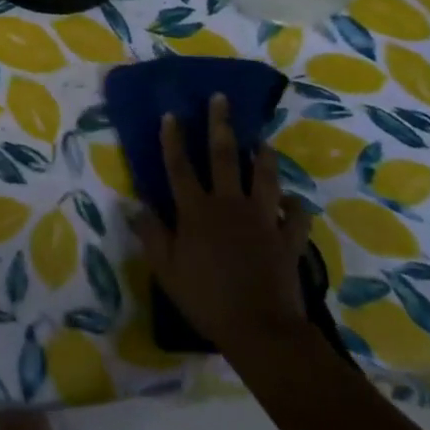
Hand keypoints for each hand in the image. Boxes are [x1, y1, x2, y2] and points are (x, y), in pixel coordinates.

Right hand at [132, 93, 314, 371]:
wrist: (260, 330)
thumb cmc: (206, 298)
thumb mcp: (166, 269)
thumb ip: (151, 234)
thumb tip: (134, 204)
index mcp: (196, 210)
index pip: (179, 166)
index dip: (173, 139)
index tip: (171, 114)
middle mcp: (228, 204)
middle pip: (224, 157)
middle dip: (220, 125)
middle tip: (221, 99)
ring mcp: (261, 219)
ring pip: (264, 177)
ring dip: (263, 156)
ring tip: (263, 140)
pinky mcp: (287, 238)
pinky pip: (296, 216)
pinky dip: (295, 206)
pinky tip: (293, 201)